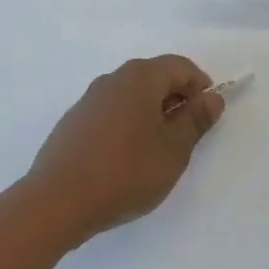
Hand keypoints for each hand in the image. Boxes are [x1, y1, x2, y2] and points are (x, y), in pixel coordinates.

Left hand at [24, 56, 224, 246]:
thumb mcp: (173, 150)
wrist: (56, 202)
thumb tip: (212, 98)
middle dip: (176, 101)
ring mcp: (89, 99)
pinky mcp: (73, 122)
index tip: (207, 116)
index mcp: (141, 77)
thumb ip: (196, 120)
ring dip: (150, 114)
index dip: (200, 87)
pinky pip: (111, 113)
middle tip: (185, 137)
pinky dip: (127, 125)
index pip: (180, 67)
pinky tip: (124, 160)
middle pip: (155, 77)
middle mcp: (113, 78)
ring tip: (156, 152)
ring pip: (131, 96)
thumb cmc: (125, 172)